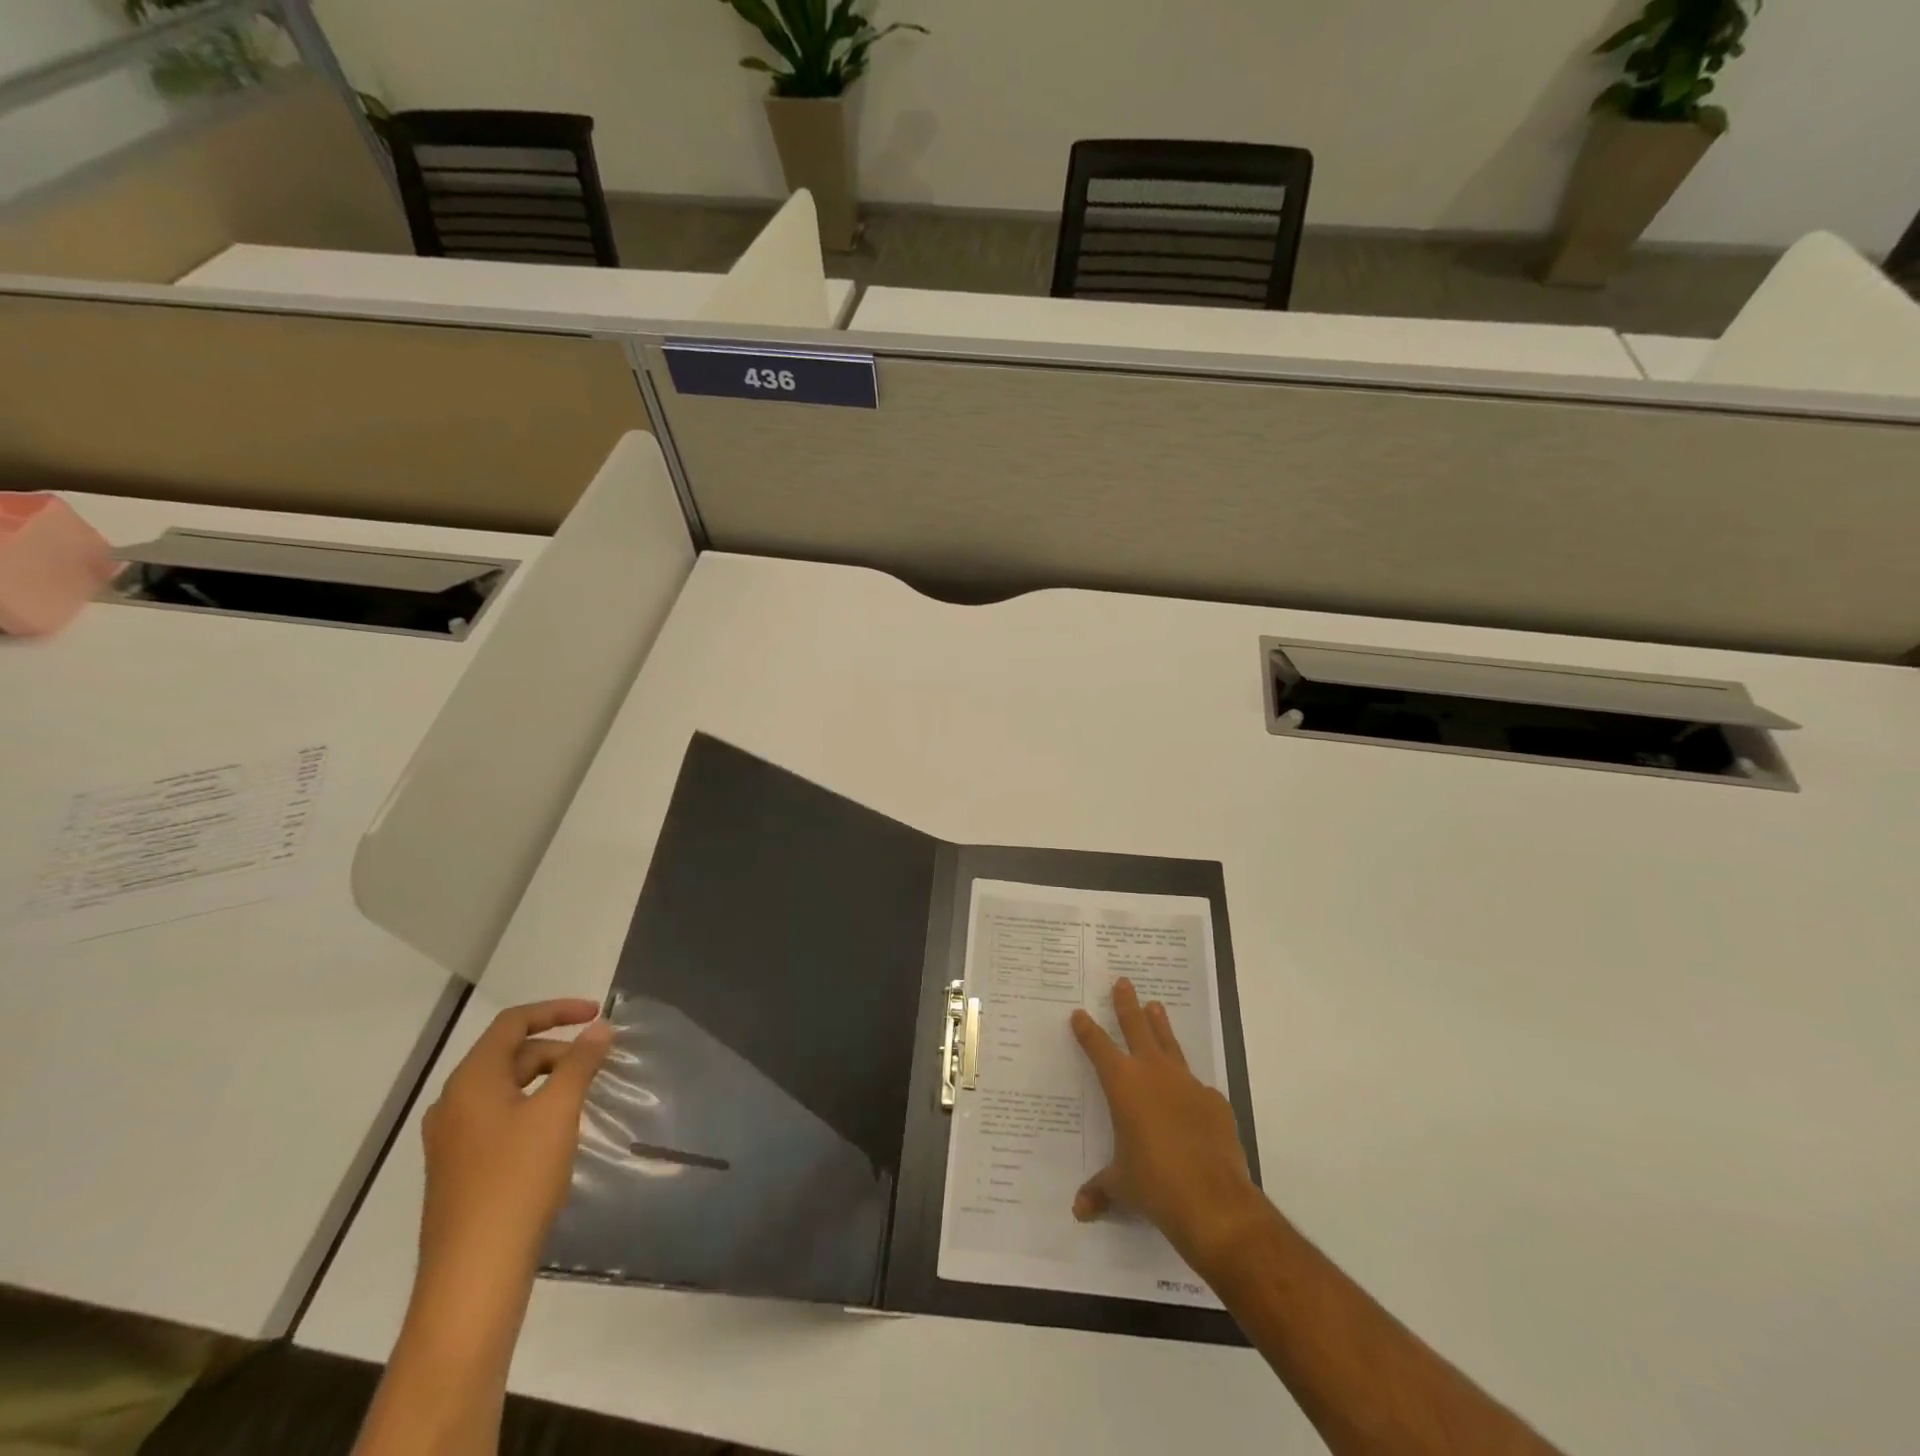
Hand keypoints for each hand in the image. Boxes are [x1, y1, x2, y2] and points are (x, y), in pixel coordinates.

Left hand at [418, 999, 611, 1277]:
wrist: (473, 1274)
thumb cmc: (517, 1180)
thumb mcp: (558, 1112)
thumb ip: (580, 1063)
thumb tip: (599, 1027)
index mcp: (470, 1081)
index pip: (513, 1023)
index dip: (557, 1010)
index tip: (597, 1013)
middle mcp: (453, 1103)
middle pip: (510, 1055)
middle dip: (557, 1050)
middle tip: (597, 1064)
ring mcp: (451, 1139)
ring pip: (506, 1089)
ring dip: (547, 1080)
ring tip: (583, 1096)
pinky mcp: (458, 1169)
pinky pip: (499, 1118)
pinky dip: (532, 1108)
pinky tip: (556, 1133)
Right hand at [1070, 978, 1264, 1272]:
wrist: (1214, 1201)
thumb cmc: (1154, 1186)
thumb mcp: (1121, 1186)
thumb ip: (1100, 1191)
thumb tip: (1080, 1211)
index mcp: (1123, 1085)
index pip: (1098, 1047)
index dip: (1087, 1030)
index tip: (1079, 1014)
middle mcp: (1153, 1073)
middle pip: (1136, 1027)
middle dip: (1126, 1004)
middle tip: (1123, 982)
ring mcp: (1187, 1083)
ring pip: (1169, 1044)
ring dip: (1160, 1025)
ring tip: (1156, 1006)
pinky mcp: (1214, 1101)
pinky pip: (1197, 1086)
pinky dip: (1189, 1085)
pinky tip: (1190, 1094)